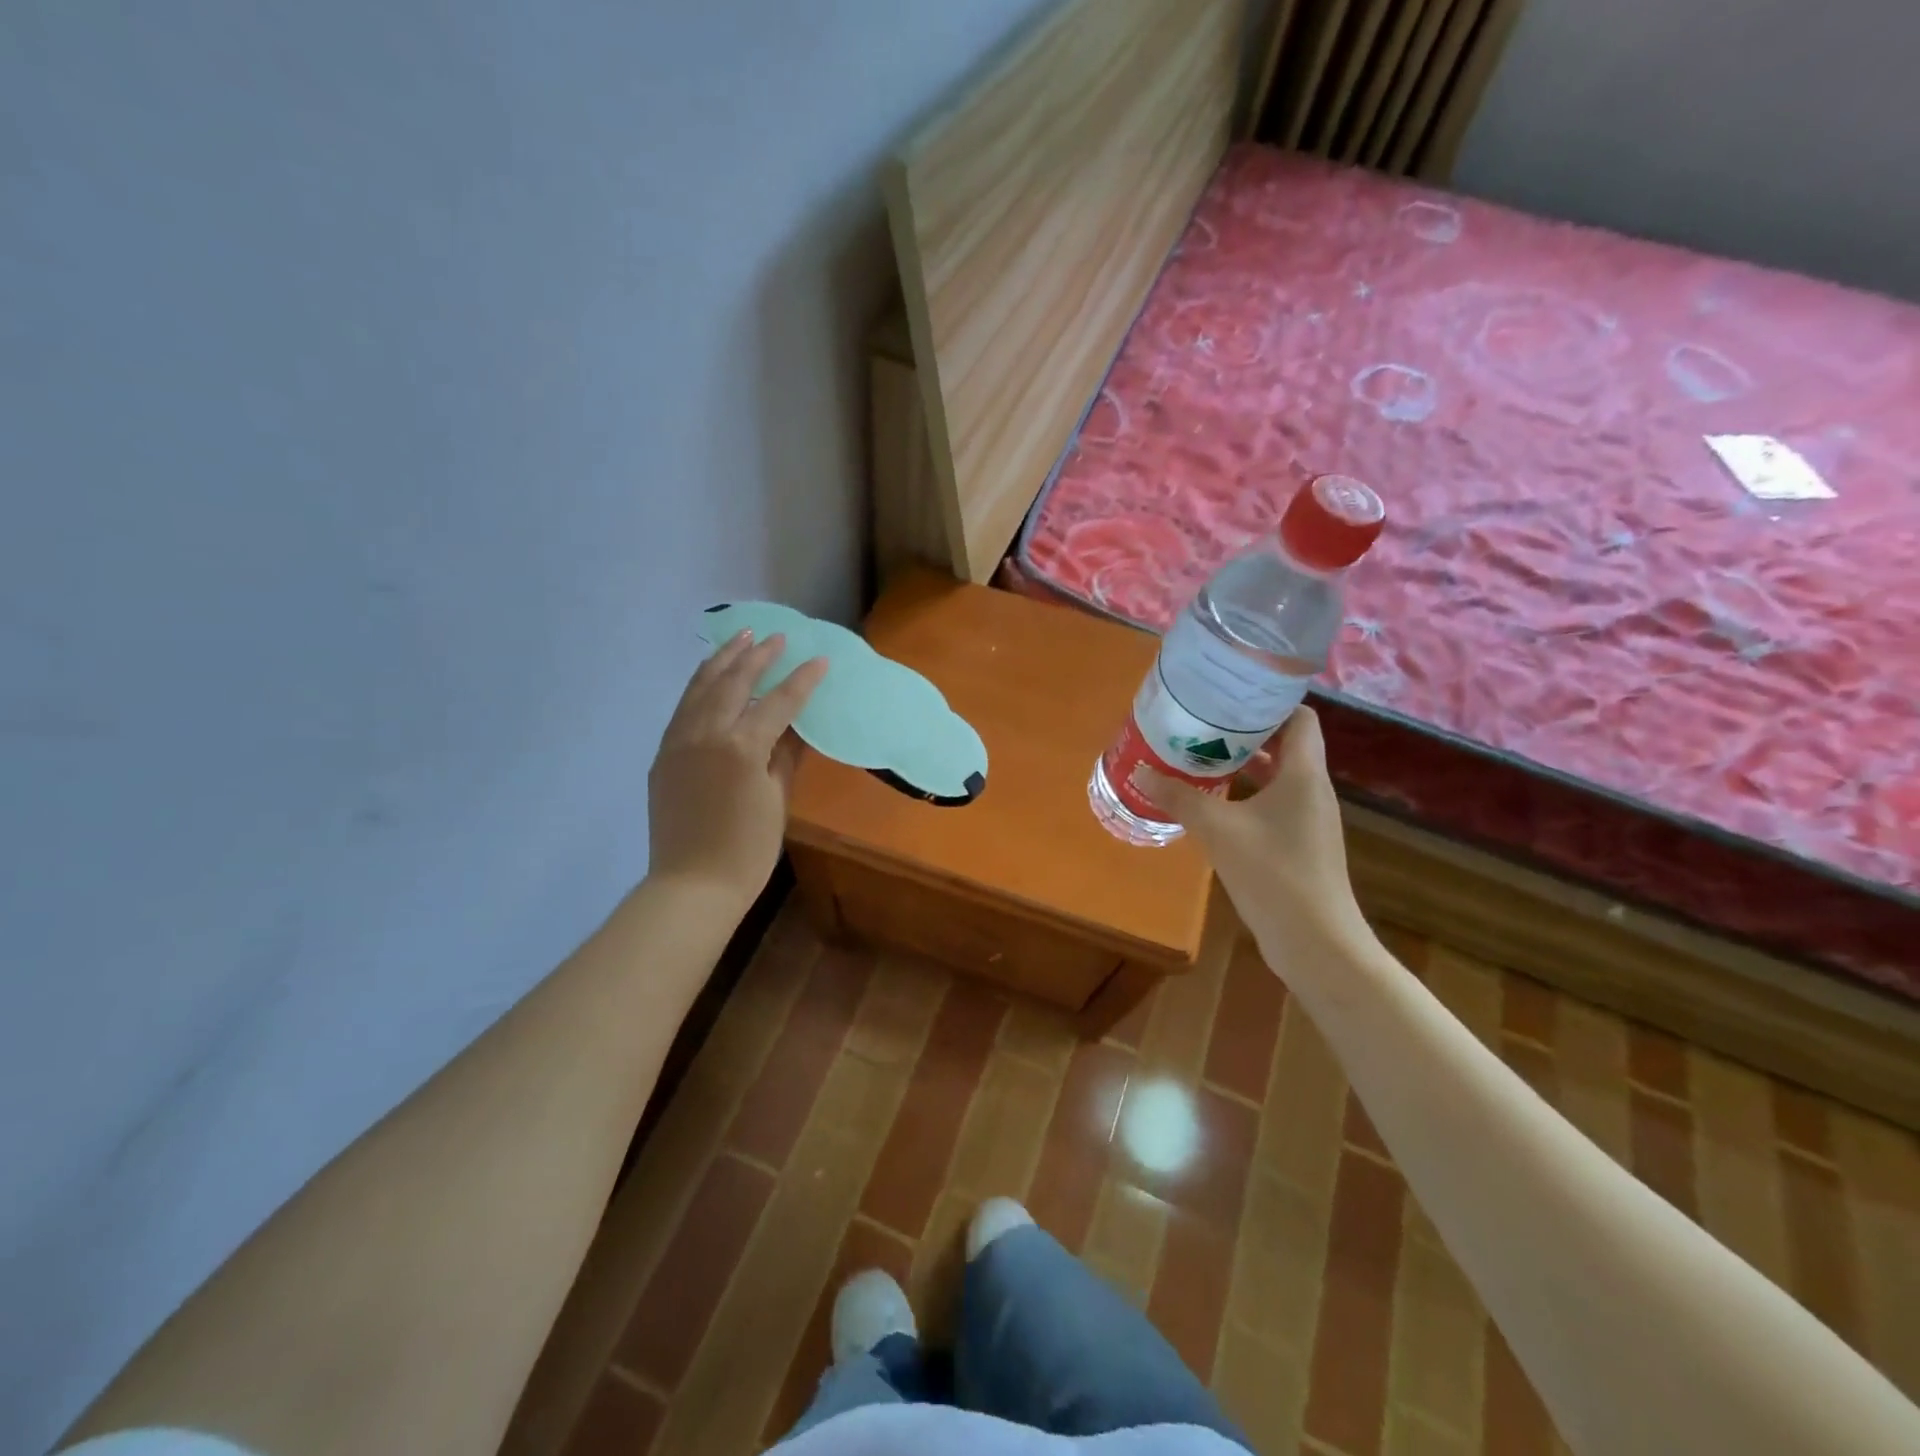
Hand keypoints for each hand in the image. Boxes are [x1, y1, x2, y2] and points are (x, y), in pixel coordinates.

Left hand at [648, 630, 828, 909]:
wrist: (692, 886)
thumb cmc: (748, 851)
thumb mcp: (778, 801)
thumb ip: (785, 756)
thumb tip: (795, 727)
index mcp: (742, 747)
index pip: (779, 702)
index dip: (802, 680)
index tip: (820, 659)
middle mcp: (706, 734)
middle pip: (735, 683)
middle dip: (758, 656)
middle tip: (776, 637)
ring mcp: (679, 742)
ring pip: (701, 688)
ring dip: (723, 660)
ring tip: (740, 638)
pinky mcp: (664, 755)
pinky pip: (683, 708)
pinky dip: (699, 685)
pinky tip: (710, 677)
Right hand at [1136, 709, 1361, 942]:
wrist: (1315, 941)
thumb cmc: (1273, 872)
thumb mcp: (1218, 829)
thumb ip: (1179, 798)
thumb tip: (1140, 771)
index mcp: (1304, 774)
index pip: (1300, 718)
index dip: (1270, 703)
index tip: (1231, 697)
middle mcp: (1312, 790)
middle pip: (1286, 745)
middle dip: (1246, 733)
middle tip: (1204, 724)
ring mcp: (1308, 820)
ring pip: (1278, 778)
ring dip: (1244, 766)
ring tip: (1201, 758)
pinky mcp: (1299, 846)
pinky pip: (1273, 806)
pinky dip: (1246, 797)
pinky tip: (1213, 805)